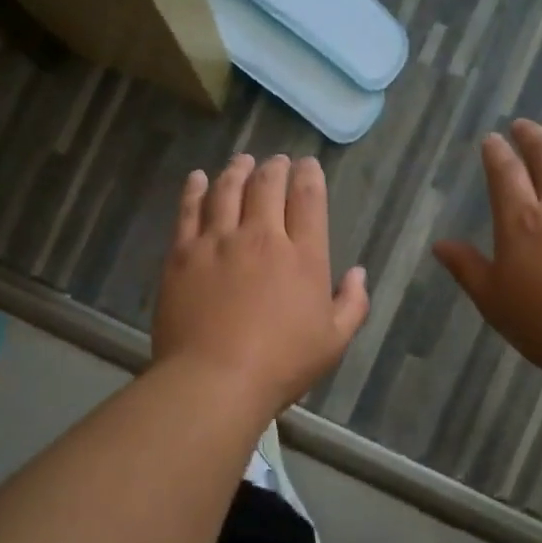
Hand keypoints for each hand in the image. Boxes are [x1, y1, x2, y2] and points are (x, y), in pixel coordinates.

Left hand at [152, 154, 369, 414]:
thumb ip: (352, 304)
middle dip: (275, 167)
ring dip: (237, 170)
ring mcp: (218, 242)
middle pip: (267, 185)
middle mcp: (261, 237)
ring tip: (242, 161)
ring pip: (227, 190)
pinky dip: (195, 189)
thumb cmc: (281, 366)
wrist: (214, 381)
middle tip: (276, 161)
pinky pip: (189, 210)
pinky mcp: (182, 254)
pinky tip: (197, 178)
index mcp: (303, 256)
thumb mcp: (333, 342)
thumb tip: (358, 272)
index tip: (307, 165)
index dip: (309, 175)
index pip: (308, 199)